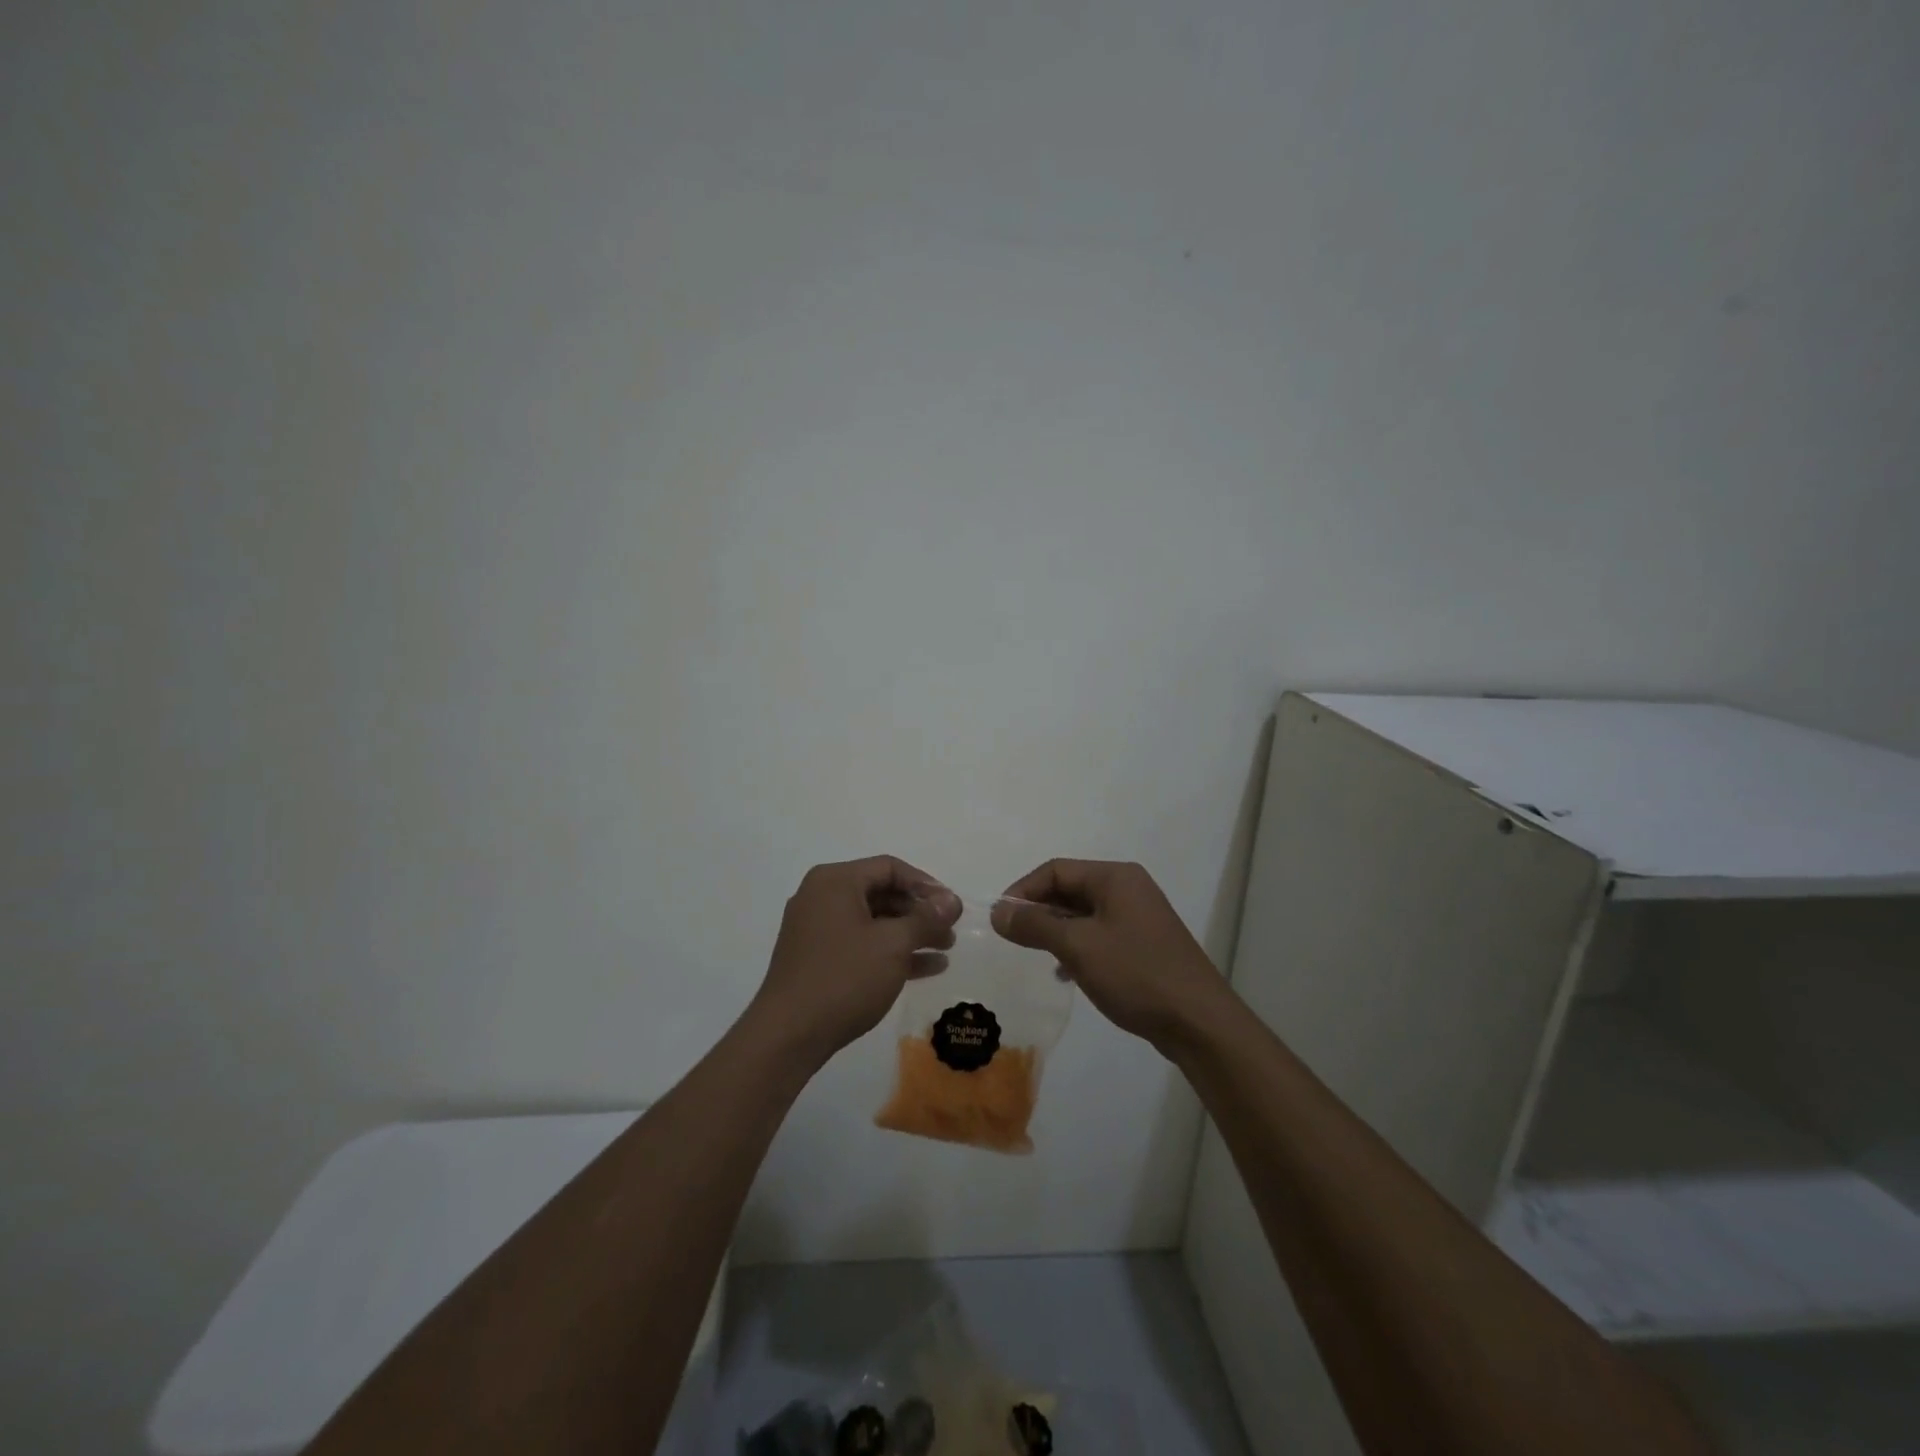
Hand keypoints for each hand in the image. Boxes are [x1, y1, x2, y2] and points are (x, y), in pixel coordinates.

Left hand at [750, 856, 960, 1065]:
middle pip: (881, 894)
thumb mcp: (893, 944)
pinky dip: (890, 952)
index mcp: (835, 881)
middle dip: (919, 913)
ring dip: (910, 934)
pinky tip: (925, 969)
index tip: (952, 907)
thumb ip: (926, 918)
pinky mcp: (816, 959)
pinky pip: (861, 944)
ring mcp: (816, 930)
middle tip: (950, 931)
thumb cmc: (844, 977)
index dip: (926, 885)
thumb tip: (953, 900)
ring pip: (873, 922)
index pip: (889, 868)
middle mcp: (822, 897)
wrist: (788, 1035)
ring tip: (945, 950)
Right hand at [993, 859, 1229, 1052]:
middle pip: (1070, 888)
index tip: (1001, 920)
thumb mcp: (1078, 947)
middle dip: (1039, 911)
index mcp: (1115, 877)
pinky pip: (1099, 934)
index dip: (1023, 891)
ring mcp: (1138, 916)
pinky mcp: (1143, 944)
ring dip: (1056, 931)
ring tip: (1037, 956)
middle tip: (1014, 939)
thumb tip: (999, 912)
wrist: (1199, 1021)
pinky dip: (1077, 947)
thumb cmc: (1136, 974)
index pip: (1056, 869)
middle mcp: (1128, 888)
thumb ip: (1035, 925)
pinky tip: (1066, 973)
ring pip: (1083, 914)